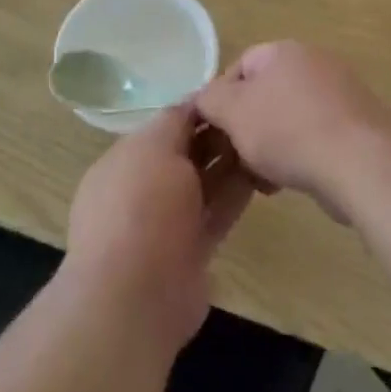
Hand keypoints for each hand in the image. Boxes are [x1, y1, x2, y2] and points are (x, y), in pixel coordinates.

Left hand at [63, 107, 253, 353]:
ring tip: (267, 139)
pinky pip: (218, 212)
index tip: (235, 94)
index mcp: (123, 162)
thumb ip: (174, 121)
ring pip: (204, 184)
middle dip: (217, 135)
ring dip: (231, 163)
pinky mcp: (192, 250)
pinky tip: (264, 173)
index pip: (165, 126)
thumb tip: (194, 103)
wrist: (136, 296)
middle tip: (257, 116)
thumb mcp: (153, 148)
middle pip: (186, 154)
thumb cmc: (140, 208)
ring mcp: (166, 223)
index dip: (198, 110)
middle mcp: (142, 190)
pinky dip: (237, 193)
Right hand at [191, 42, 390, 218]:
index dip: (220, 98)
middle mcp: (315, 64)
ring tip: (260, 179)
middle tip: (235, 158)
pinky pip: (314, 137)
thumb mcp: (233, 112)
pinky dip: (298, 156)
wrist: (359, 161)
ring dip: (270, 147)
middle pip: (266, 94)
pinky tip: (288, 183)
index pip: (240, 65)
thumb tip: (202, 98)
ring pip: (289, 119)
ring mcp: (340, 94)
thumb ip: (209, 100)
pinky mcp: (356, 126)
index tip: (212, 131)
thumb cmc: (288, 130)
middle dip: (247, 128)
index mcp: (284, 52)